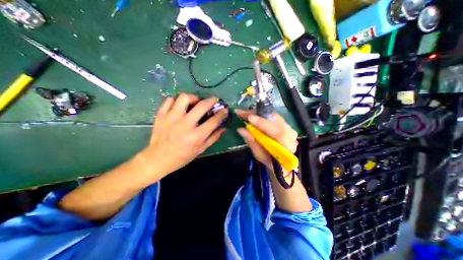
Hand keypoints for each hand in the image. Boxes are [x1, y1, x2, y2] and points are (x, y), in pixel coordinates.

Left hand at [140, 93, 227, 180]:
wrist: (158, 159)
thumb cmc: (182, 156)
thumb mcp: (200, 150)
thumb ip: (213, 138)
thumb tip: (223, 128)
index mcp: (196, 135)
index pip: (213, 121)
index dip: (221, 113)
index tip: (224, 109)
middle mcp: (185, 124)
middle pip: (201, 106)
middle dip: (211, 101)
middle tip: (213, 100)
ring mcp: (172, 118)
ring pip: (184, 98)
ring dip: (193, 97)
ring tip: (195, 102)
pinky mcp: (161, 116)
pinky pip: (169, 100)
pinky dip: (176, 100)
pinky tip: (179, 106)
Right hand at [236, 110, 298, 169]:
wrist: (280, 162)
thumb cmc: (269, 161)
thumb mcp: (259, 155)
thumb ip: (252, 142)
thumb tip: (240, 129)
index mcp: (287, 146)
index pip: (277, 132)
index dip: (263, 124)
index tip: (249, 118)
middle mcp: (291, 134)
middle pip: (275, 120)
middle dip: (257, 115)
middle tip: (241, 112)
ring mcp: (289, 128)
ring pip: (273, 116)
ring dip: (258, 113)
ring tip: (244, 113)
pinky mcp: (285, 124)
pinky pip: (272, 116)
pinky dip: (261, 115)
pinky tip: (252, 114)